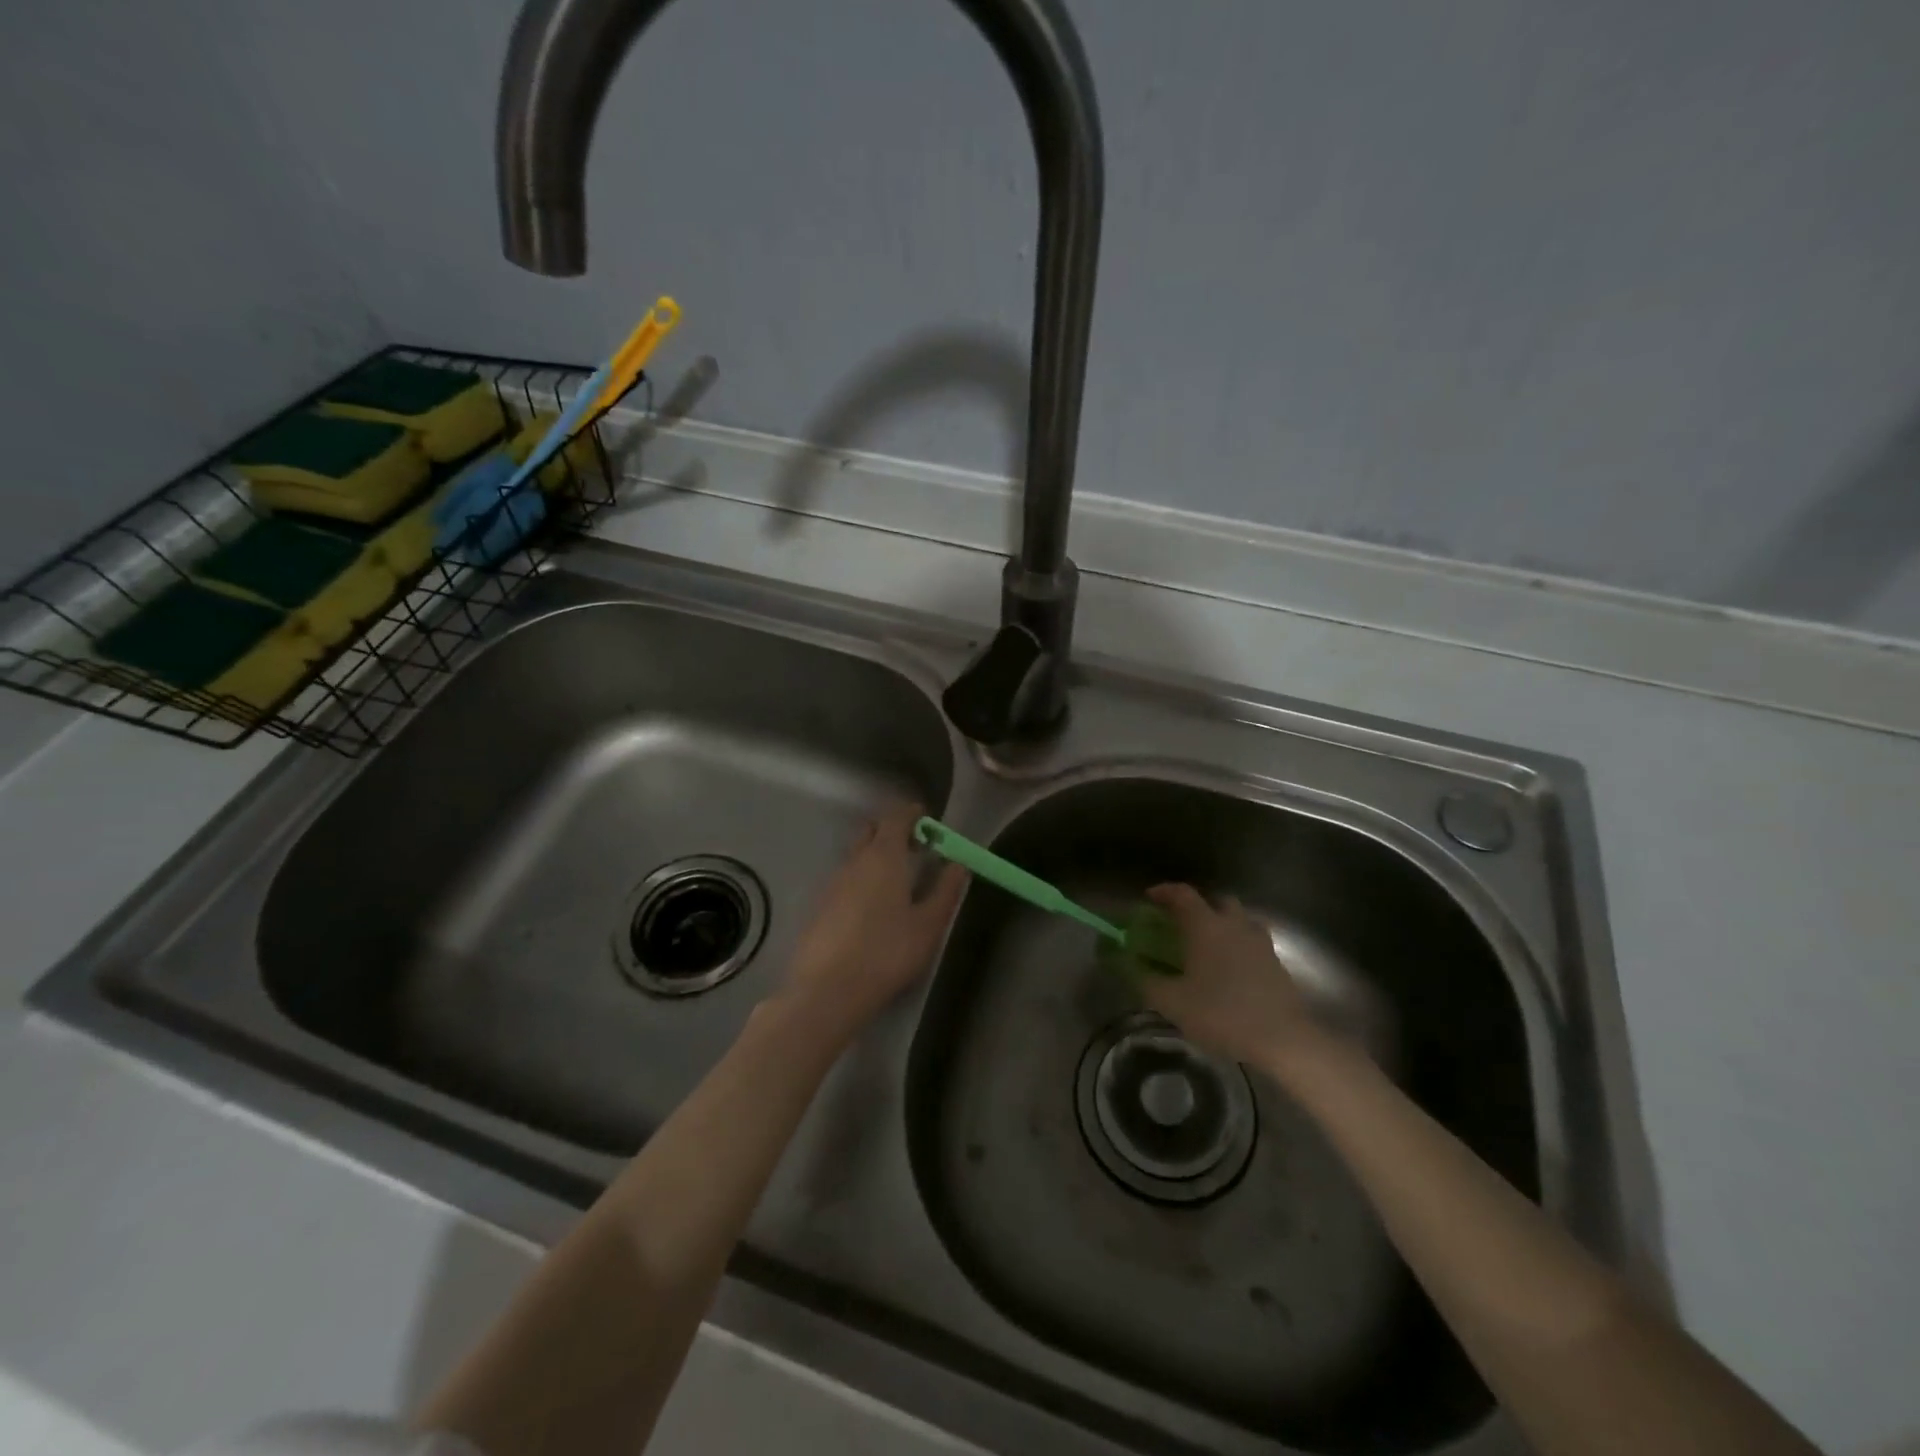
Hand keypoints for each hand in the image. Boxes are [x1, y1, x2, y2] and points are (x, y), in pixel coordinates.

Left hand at [780, 803, 966, 1042]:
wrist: (827, 990)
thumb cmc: (887, 952)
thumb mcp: (928, 925)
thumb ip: (946, 890)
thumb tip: (959, 864)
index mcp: (884, 856)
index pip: (896, 817)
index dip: (912, 814)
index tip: (927, 821)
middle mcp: (855, 860)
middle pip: (872, 831)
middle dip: (893, 831)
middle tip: (915, 848)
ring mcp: (833, 882)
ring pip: (857, 855)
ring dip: (876, 855)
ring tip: (898, 879)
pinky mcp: (821, 905)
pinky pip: (846, 877)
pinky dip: (862, 877)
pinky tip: (873, 906)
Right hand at [1138, 884, 1326, 1073]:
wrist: (1282, 1038)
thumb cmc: (1221, 1013)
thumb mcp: (1172, 1002)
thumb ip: (1147, 980)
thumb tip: (1130, 965)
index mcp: (1206, 926)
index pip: (1182, 894)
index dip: (1163, 892)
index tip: (1149, 898)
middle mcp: (1233, 925)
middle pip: (1216, 901)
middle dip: (1198, 906)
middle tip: (1181, 924)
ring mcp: (1259, 942)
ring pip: (1239, 920)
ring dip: (1222, 924)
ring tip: (1208, 946)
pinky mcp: (1276, 963)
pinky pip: (1252, 942)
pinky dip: (1239, 946)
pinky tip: (1230, 970)